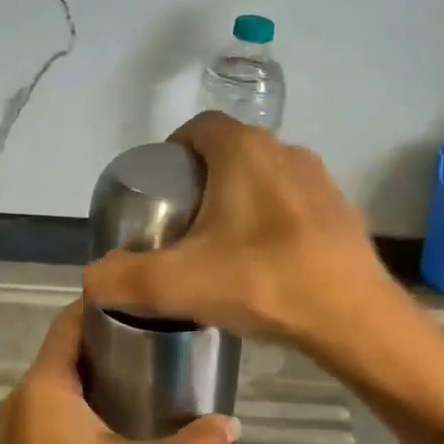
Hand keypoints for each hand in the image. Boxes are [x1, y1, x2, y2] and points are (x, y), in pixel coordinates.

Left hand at [0, 302, 240, 443]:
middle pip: (68, 348)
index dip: (103, 304)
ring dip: (101, 370)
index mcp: (45, 385)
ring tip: (153, 368)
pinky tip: (125, 414)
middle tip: (162, 333)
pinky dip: (89, 398)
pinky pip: (59, 406)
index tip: (145, 298)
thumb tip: (233, 425)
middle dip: (111, 337)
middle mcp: (26, 396)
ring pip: (64, 379)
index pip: (69, 322)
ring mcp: (23, 425)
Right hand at [82, 112, 394, 356]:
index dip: (173, 151)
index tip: (161, 191)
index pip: (198, 127)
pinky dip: (276, 223)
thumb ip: (122, 279)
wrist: (351, 317)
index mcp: (244, 151)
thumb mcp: (176, 285)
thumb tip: (92, 279)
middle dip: (205, 180)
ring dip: (243, 202)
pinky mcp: (343, 213)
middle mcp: (286, 151)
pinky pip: (297, 207)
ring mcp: (321, 181)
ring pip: (267, 180)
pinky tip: (269, 265)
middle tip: (185, 225)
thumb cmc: (260, 282)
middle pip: (232, 153)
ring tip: (226, 248)